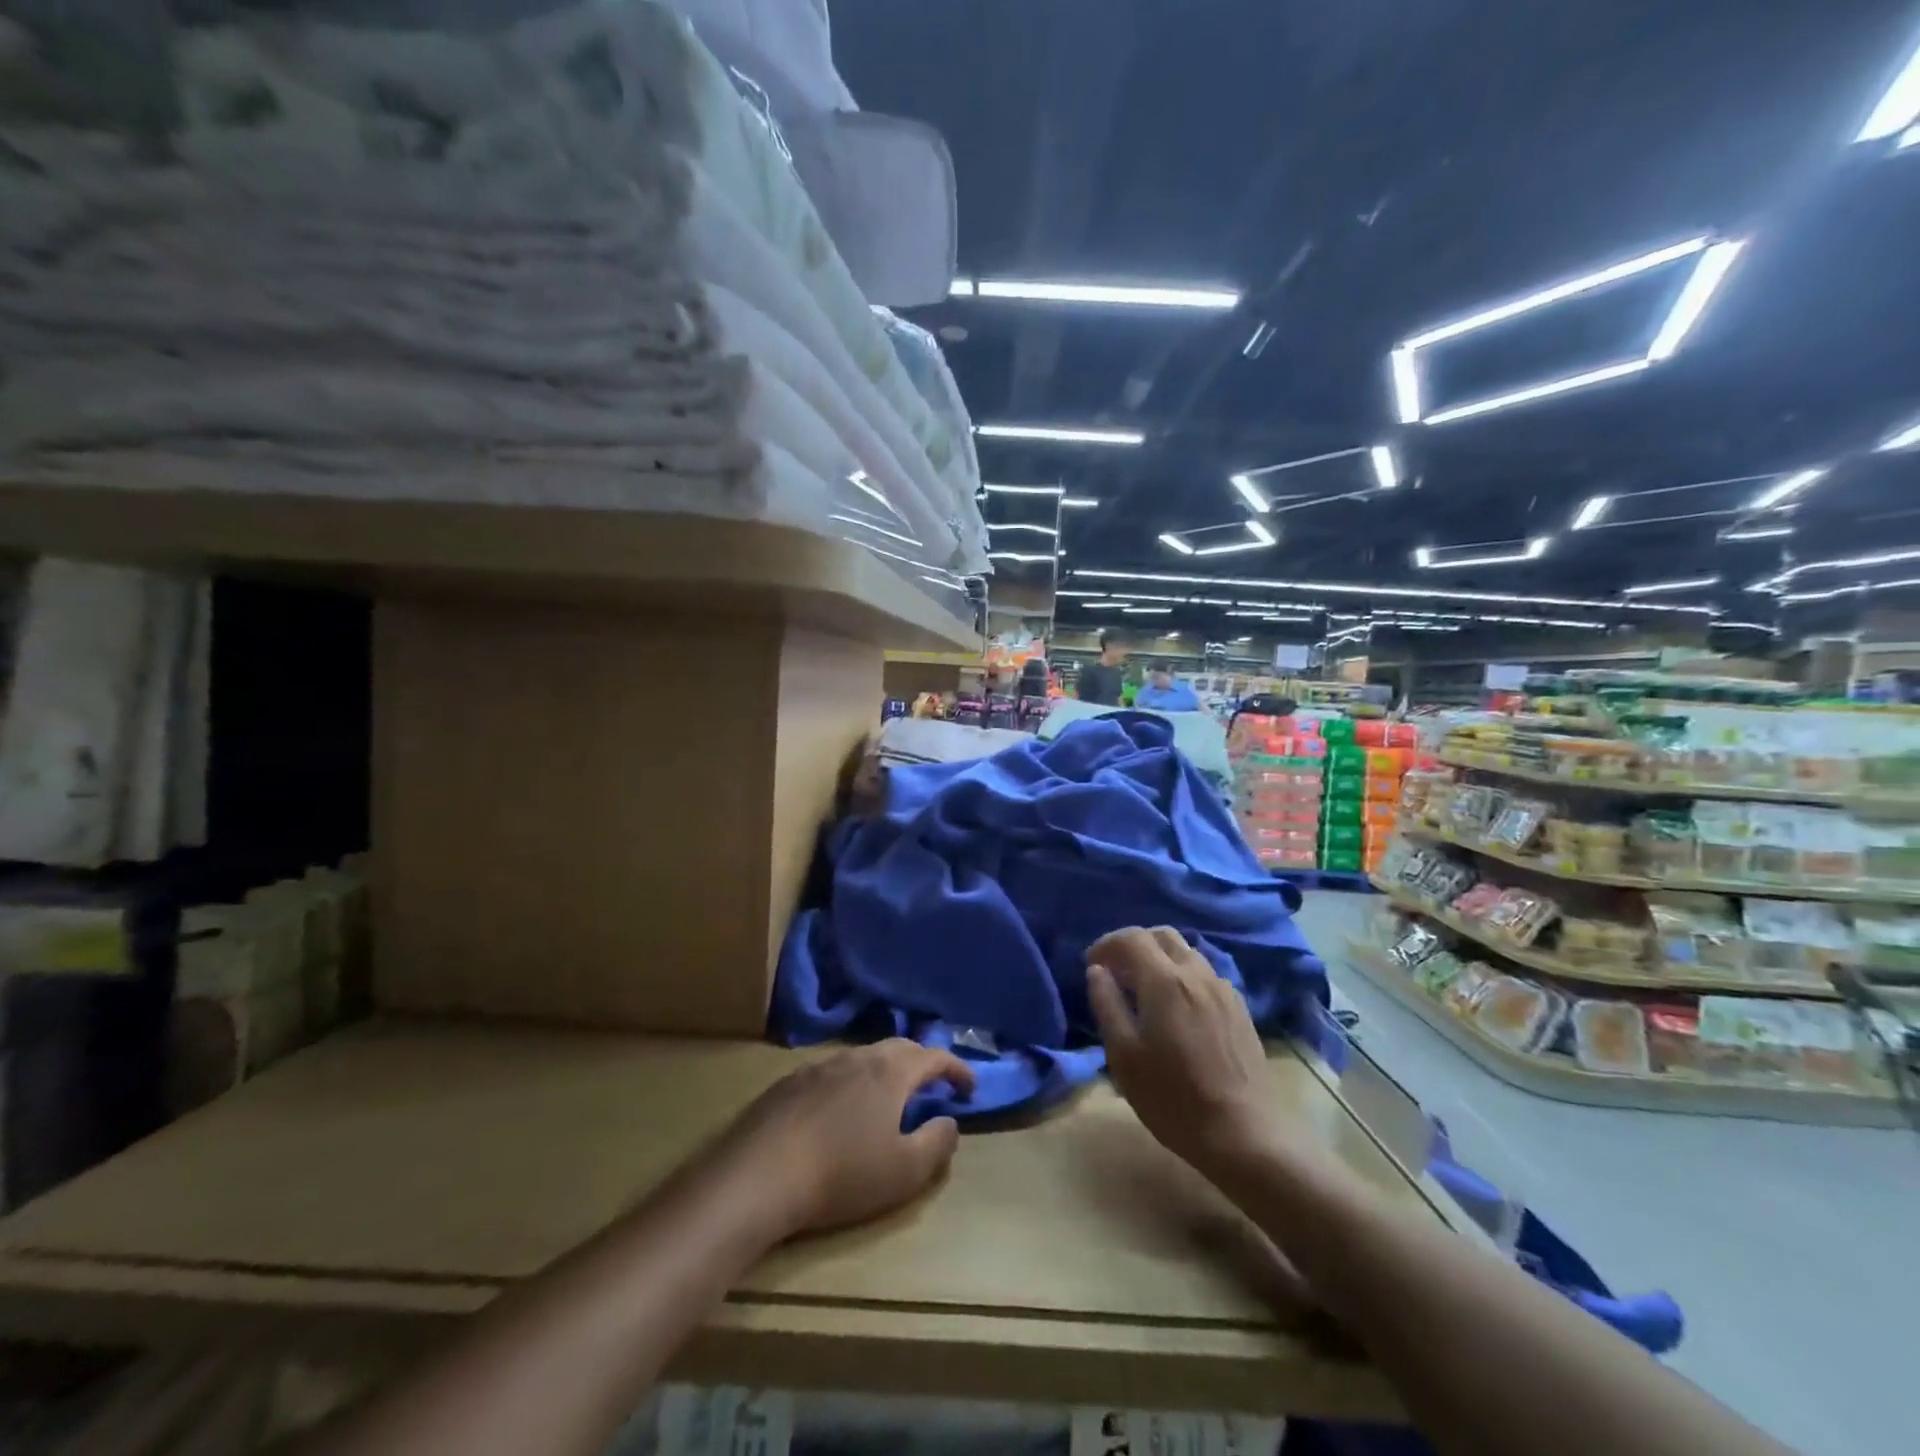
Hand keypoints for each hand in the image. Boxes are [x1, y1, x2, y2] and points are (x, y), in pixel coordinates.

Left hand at [724, 1040, 975, 1236]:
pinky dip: (850, 1083)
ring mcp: (819, 1066)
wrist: (758, 1176)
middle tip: (932, 1087)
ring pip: (862, 1058)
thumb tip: (949, 1122)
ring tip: (887, 1098)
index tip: (969, 1088)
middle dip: (921, 1063)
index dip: (957, 1070)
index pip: (934, 1057)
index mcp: (890, 1072)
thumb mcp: (904, 1172)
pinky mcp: (789, 1082)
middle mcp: (857, 1057)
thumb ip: (937, 1144)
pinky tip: (839, 1111)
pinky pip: (832, 1072)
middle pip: (898, 1048)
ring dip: (884, 1072)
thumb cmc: (841, 1175)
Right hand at [1086, 927, 1277, 1175]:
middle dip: (1134, 944)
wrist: (1246, 1134)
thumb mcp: (1124, 1056)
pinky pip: (1205, 974)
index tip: (1091, 964)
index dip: (1106, 944)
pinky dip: (1182, 975)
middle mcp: (1196, 973)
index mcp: (1164, 980)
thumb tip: (1097, 971)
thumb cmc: (1174, 1098)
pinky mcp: (1240, 1008)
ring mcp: (1223, 989)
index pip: (1131, 937)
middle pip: (1162, 936)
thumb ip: (1107, 1005)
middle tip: (1116, 972)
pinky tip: (1177, 1009)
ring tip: (1144, 991)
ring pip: (1187, 953)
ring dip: (1160, 959)